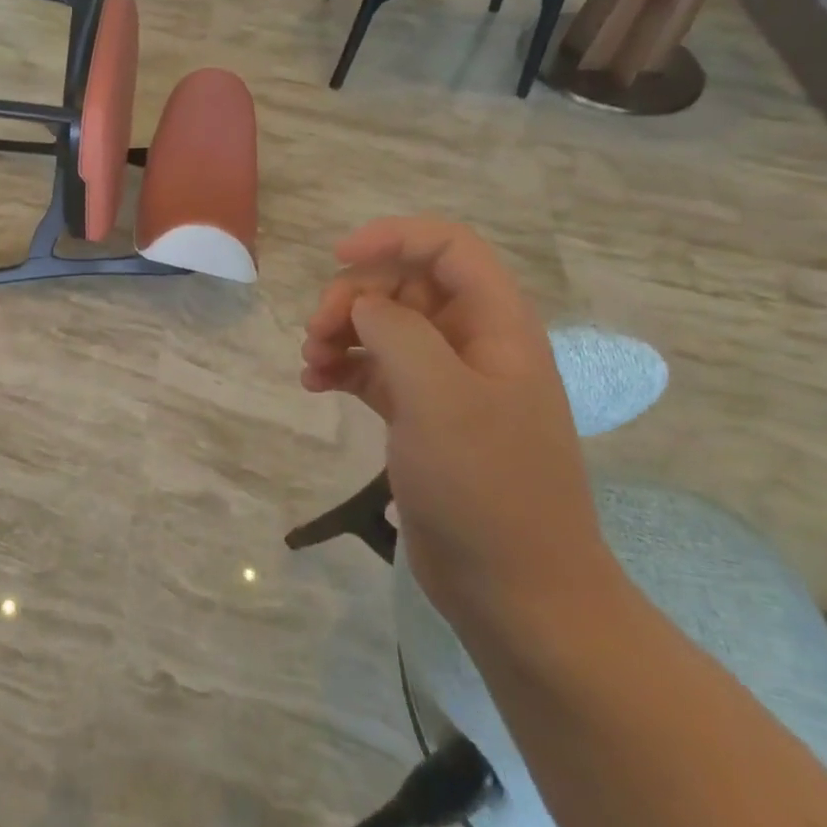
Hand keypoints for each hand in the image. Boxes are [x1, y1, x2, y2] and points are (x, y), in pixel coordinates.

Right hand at [301, 218, 612, 622]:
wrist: (515, 589)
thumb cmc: (485, 485)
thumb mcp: (439, 396)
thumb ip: (397, 331)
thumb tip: (363, 305)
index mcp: (496, 325)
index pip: (448, 247)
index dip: (394, 238)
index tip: (338, 257)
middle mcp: (473, 344)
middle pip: (405, 285)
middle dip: (354, 296)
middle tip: (318, 332)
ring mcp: (446, 382)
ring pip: (384, 326)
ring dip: (341, 332)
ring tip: (311, 362)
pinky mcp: (421, 417)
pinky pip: (374, 370)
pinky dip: (342, 368)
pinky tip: (314, 385)